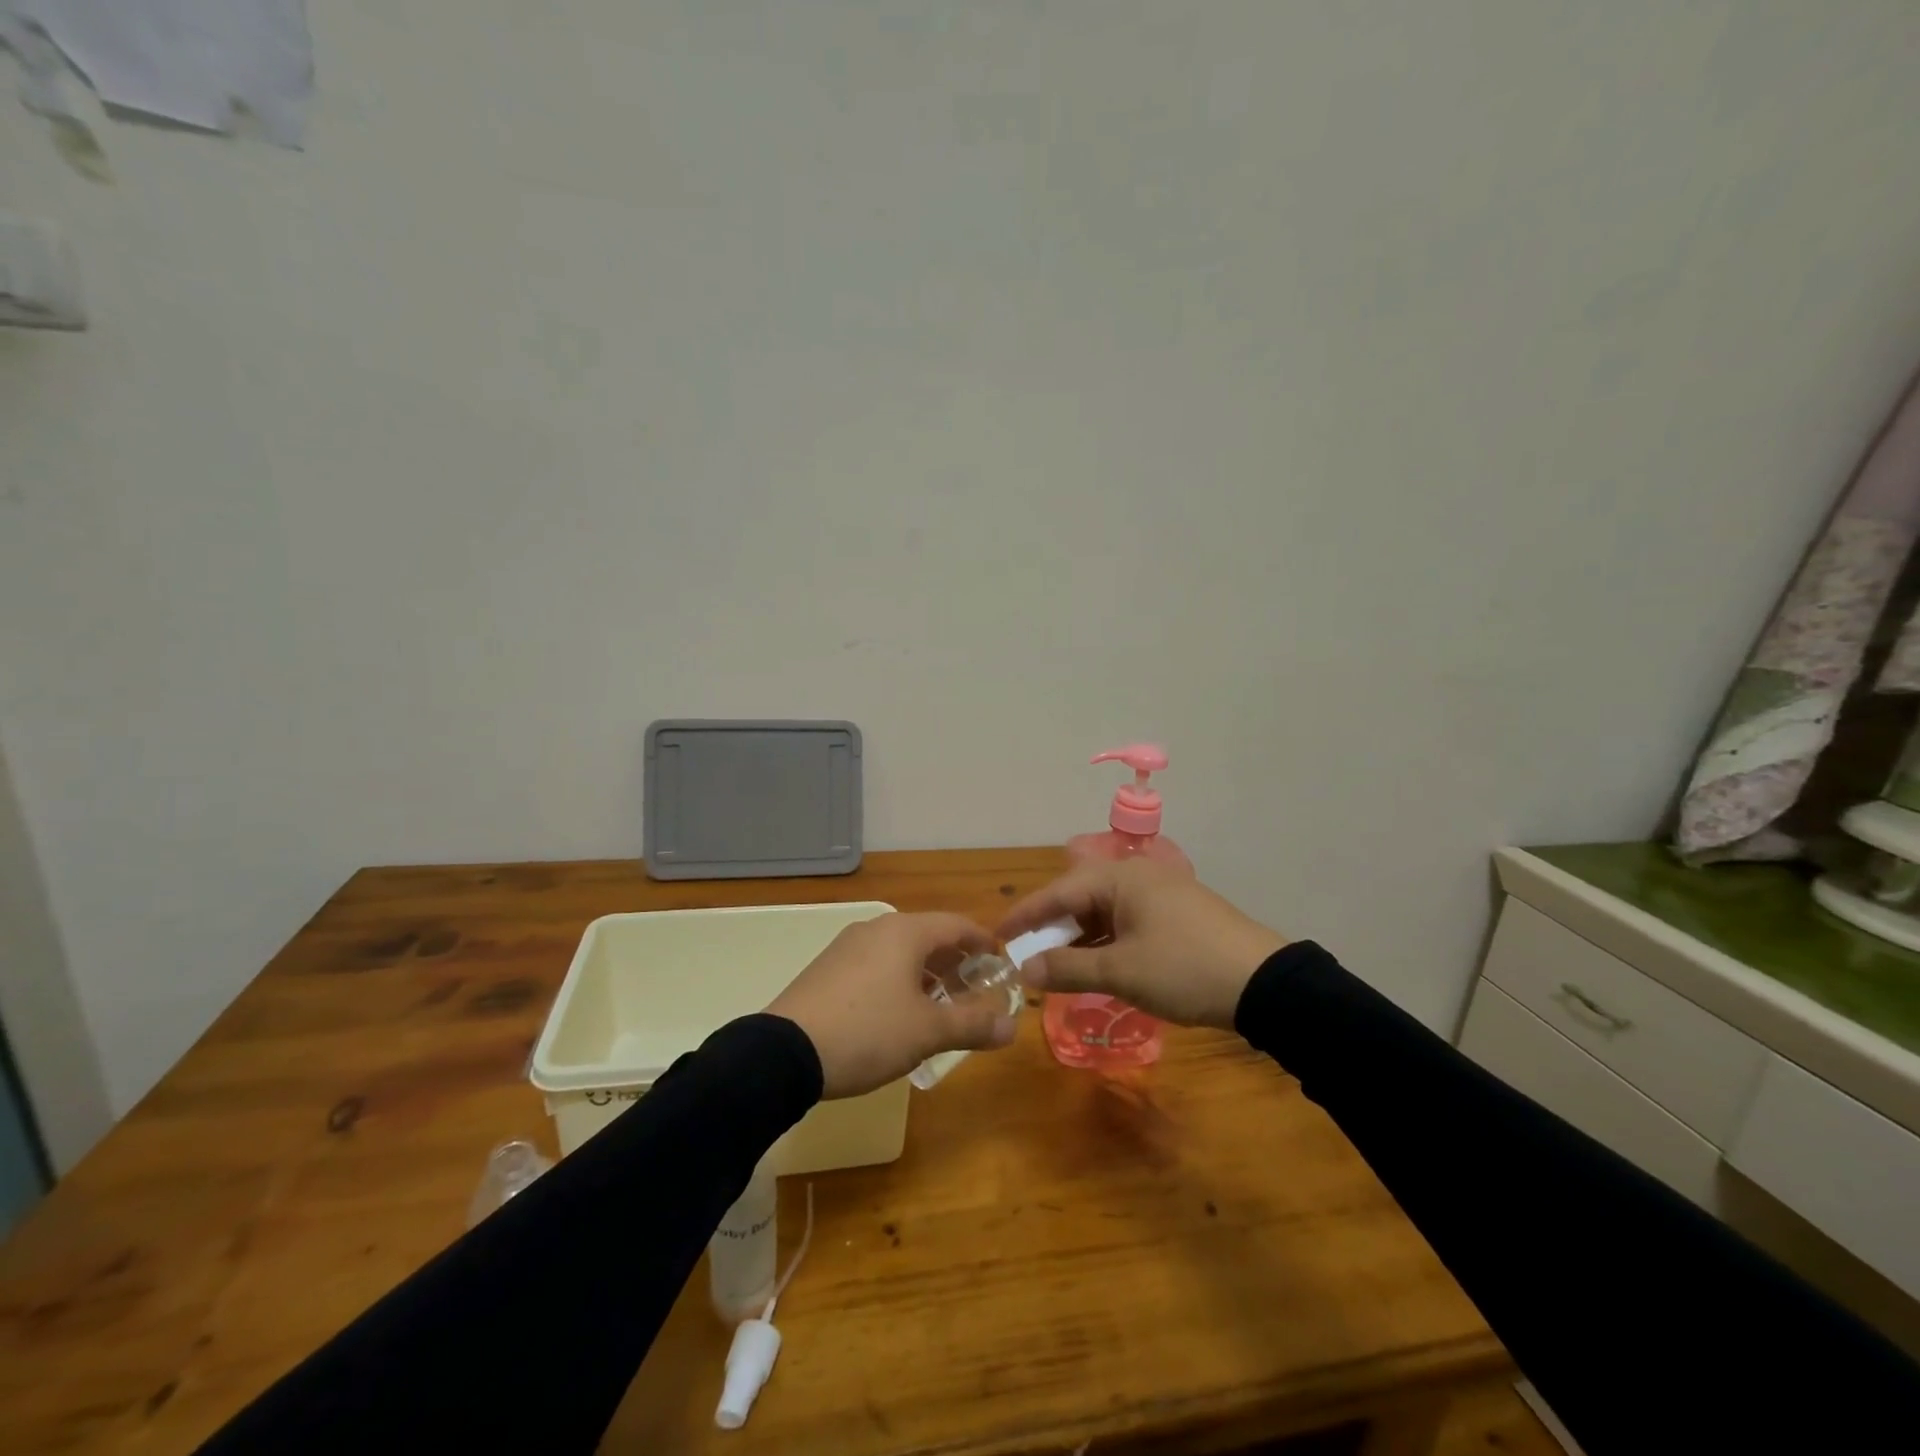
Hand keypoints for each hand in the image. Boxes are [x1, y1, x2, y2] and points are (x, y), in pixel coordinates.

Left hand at [766, 912, 1016, 1098]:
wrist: (784, 1052)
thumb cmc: (868, 1032)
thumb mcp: (927, 1032)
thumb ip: (972, 1025)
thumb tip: (1012, 1028)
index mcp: (905, 932)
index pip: (957, 924)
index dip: (983, 942)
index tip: (1000, 963)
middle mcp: (877, 929)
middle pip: (929, 936)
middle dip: (955, 962)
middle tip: (975, 992)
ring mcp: (848, 947)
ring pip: (901, 952)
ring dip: (927, 974)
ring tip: (941, 1007)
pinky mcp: (828, 969)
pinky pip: (876, 965)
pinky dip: (899, 980)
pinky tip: (899, 1014)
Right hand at [998, 860, 1285, 1030]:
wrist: (1266, 984)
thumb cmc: (1185, 969)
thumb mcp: (1121, 972)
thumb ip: (1068, 968)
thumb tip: (1026, 969)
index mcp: (1121, 877)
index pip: (1059, 890)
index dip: (1026, 915)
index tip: (998, 935)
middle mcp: (1138, 876)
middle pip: (1081, 897)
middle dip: (1052, 927)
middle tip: (1026, 954)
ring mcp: (1161, 895)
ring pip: (1104, 912)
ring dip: (1079, 938)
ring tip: (1056, 966)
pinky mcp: (1177, 915)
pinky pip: (1126, 922)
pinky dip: (1106, 942)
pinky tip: (1096, 966)